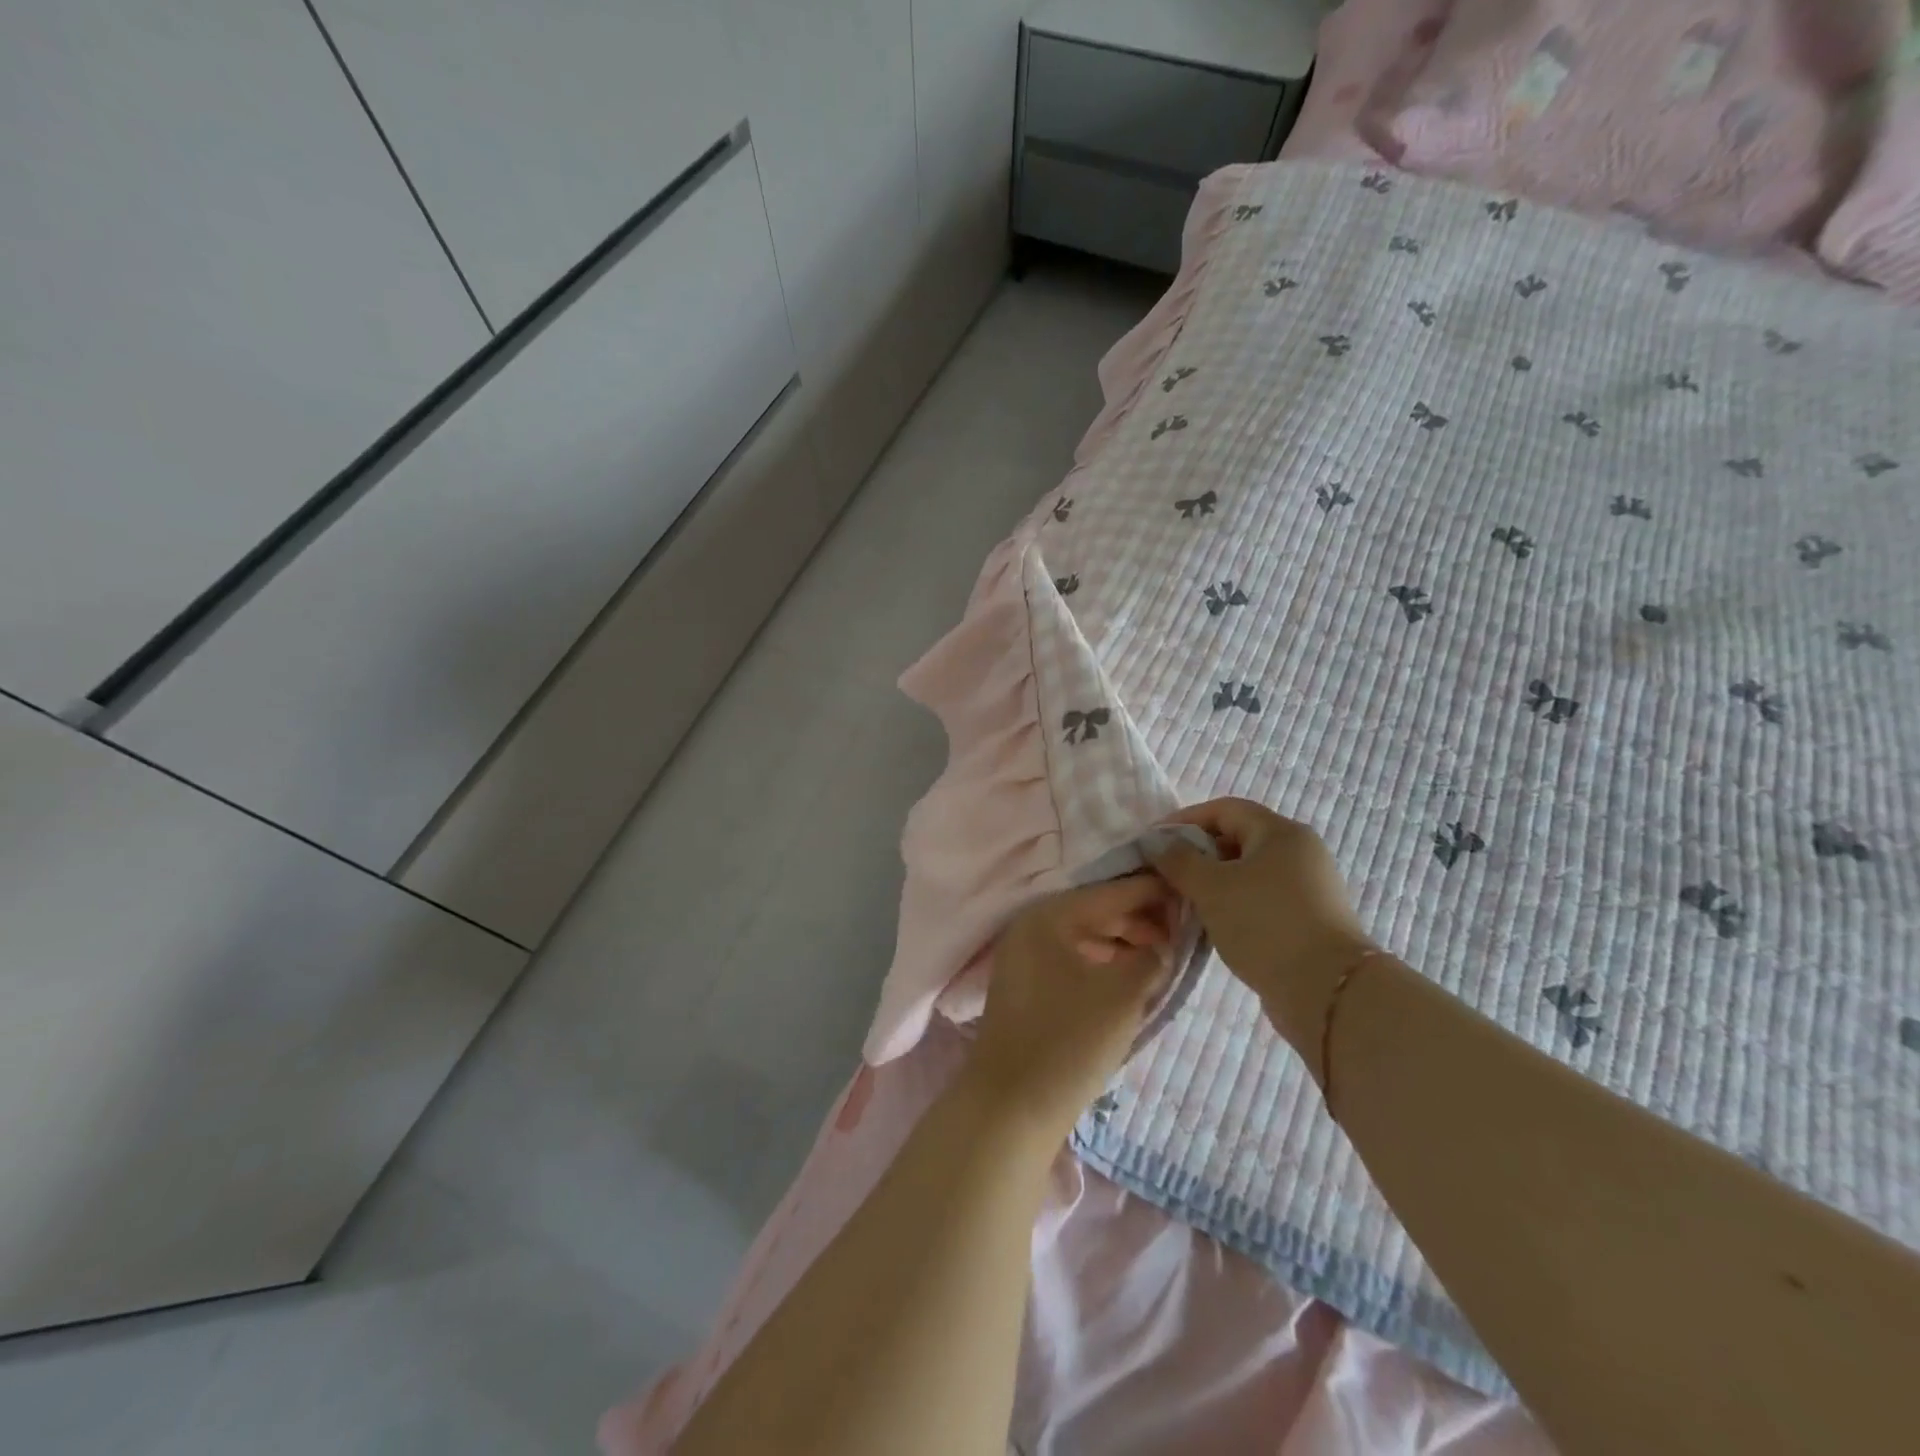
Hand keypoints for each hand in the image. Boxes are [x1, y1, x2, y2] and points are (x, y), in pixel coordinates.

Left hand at [967, 877, 1177, 1136]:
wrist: (1011, 1107)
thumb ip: (1151, 958)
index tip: (1188, 891)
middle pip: (1095, 913)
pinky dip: (1104, 965)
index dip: (1151, 892)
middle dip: (1140, 921)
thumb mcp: (1122, 994)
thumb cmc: (1069, 1040)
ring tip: (1163, 959)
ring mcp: (1024, 960)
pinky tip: (1132, 979)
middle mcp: (1030, 929)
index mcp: (1047, 917)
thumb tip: (1164, 946)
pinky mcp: (1027, 989)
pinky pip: (1074, 962)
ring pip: (1085, 939)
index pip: (1109, 893)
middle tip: (1183, 933)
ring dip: (1124, 945)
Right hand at [1149, 799, 1374, 1061]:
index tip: (1154, 843)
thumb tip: (1160, 844)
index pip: (1224, 809)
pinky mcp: (1309, 919)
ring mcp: (1308, 886)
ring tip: (1184, 902)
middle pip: (1237, 838)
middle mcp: (1299, 851)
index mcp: (1280, 832)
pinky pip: (1261, 898)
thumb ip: (1179, 860)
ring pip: (1248, 872)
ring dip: (1213, 882)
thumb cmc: (1265, 924)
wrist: (1327, 991)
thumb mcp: (1211, 888)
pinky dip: (1234, 904)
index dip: (1184, 820)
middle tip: (1166, 875)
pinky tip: (1213, 924)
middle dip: (1197, 853)